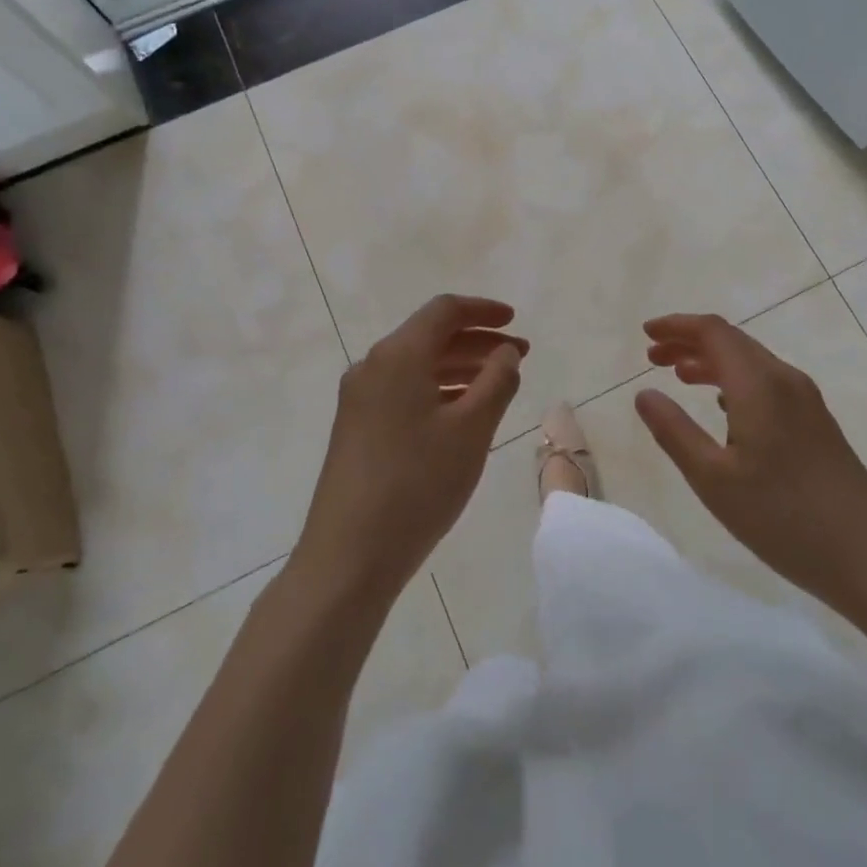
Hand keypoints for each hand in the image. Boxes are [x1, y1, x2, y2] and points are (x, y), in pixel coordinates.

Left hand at [293, 296, 525, 605]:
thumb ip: (497, 381)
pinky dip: (437, 389)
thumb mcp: (471, 430)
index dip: (483, 311)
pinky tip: (460, 413)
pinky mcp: (355, 427)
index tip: (515, 322)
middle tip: (518, 358)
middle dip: (477, 341)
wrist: (348, 556)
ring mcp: (359, 398)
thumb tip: (506, 353)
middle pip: (430, 336)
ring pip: (417, 365)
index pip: (444, 311)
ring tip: (497, 385)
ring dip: (459, 367)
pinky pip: (403, 390)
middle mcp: (373, 366)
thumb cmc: (418, 484)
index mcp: (398, 355)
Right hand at [635, 313, 866, 615]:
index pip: (713, 332)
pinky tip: (721, 406)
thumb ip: (674, 432)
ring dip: (711, 361)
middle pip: (732, 341)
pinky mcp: (816, 422)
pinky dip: (734, 381)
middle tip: (653, 358)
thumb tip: (644, 393)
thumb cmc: (784, 518)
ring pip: (750, 362)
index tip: (645, 334)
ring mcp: (806, 400)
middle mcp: (784, 379)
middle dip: (689, 342)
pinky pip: (766, 382)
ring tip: (677, 376)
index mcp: (758, 384)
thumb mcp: (714, 480)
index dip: (676, 326)